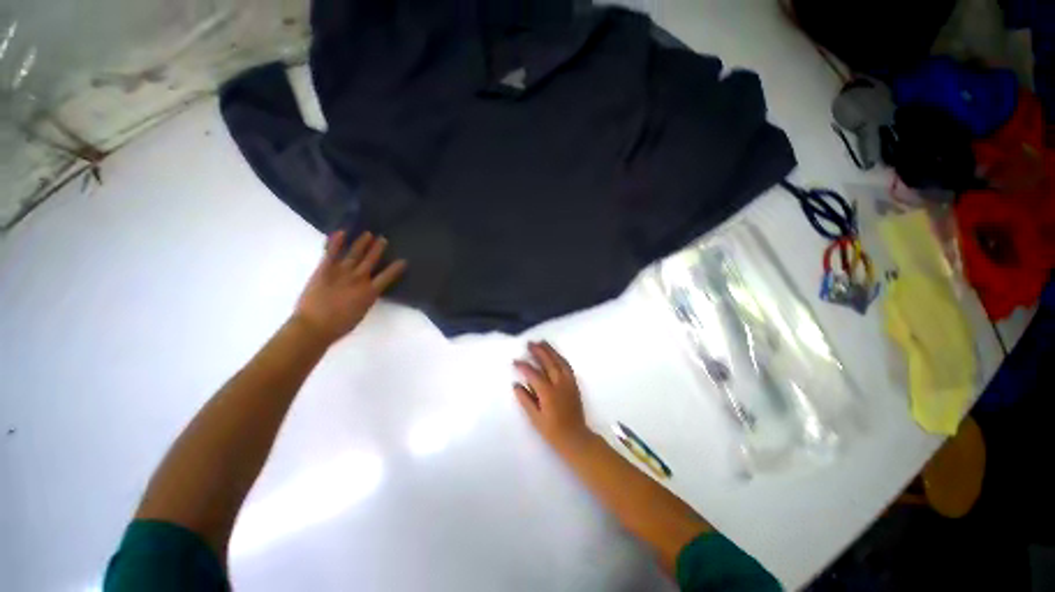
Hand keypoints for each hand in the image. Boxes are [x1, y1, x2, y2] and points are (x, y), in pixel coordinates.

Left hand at [293, 230, 406, 344]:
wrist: (314, 326)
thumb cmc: (339, 325)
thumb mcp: (361, 313)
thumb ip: (366, 299)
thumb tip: (368, 291)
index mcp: (370, 292)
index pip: (387, 277)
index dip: (396, 268)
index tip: (403, 261)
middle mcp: (358, 279)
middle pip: (371, 261)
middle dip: (378, 249)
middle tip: (383, 239)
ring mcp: (341, 272)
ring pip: (354, 254)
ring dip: (362, 243)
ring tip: (368, 234)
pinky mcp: (324, 270)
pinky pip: (331, 253)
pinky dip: (336, 242)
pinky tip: (341, 233)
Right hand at [514, 341, 594, 453]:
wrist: (575, 437)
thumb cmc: (552, 431)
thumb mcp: (535, 418)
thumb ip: (525, 400)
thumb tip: (516, 385)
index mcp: (548, 393)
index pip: (533, 374)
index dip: (524, 366)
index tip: (515, 361)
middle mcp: (559, 384)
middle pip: (548, 362)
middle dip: (538, 351)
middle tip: (529, 343)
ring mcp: (568, 382)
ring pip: (559, 361)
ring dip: (550, 350)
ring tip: (542, 342)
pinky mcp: (574, 383)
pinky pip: (567, 365)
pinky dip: (560, 357)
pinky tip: (555, 354)